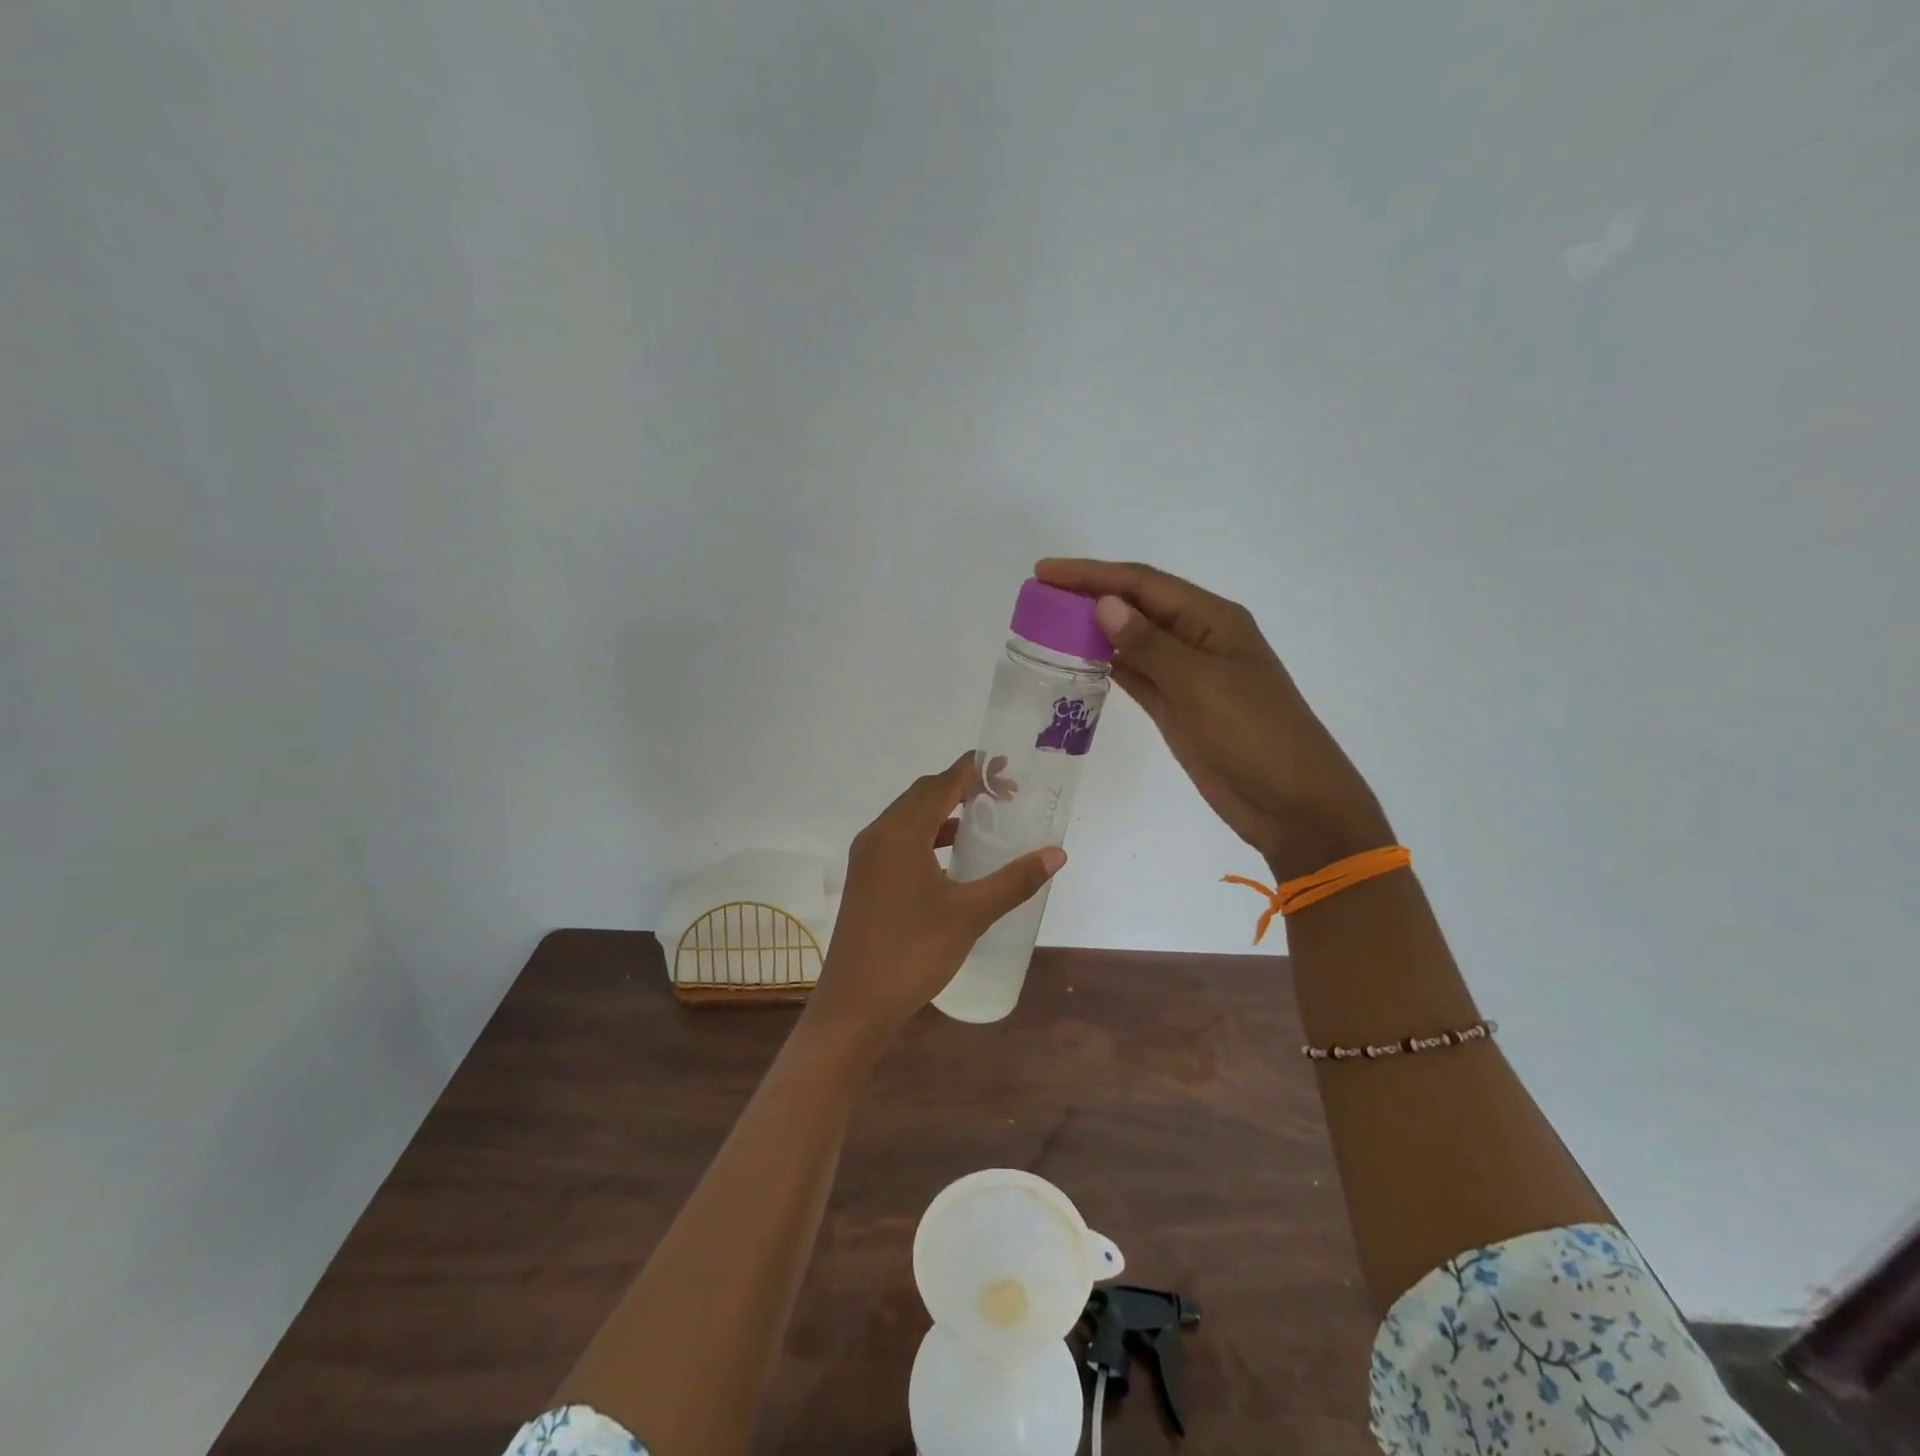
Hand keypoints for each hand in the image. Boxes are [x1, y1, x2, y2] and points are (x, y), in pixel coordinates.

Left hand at [806, 754, 1066, 1043]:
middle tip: (1003, 794)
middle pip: (922, 795)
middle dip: (961, 788)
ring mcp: (866, 858)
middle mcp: (878, 835)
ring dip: (944, 813)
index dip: (973, 770)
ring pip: (908, 819)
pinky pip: (899, 841)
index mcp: (900, 833)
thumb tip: (1056, 854)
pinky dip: (928, 838)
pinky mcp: (865, 879)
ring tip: (983, 822)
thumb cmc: (913, 952)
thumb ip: (1014, 880)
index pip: (940, 784)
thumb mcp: (970, 914)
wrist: (855, 1004)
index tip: (1006, 767)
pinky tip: (953, 859)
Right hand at [1036, 558, 1392, 882]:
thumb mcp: (1202, 685)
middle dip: (1088, 596)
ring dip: (1092, 631)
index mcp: (1212, 619)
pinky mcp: (1176, 708)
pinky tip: (1076, 662)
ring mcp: (1186, 676)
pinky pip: (1135, 676)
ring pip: (1131, 641)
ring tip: (1046, 626)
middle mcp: (1197, 639)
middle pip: (1135, 606)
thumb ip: (1150, 645)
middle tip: (1037, 598)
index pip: (1143, 584)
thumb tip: (1104, 604)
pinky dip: (1106, 666)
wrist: (1292, 805)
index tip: (1045, 572)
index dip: (1092, 574)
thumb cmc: (1255, 736)